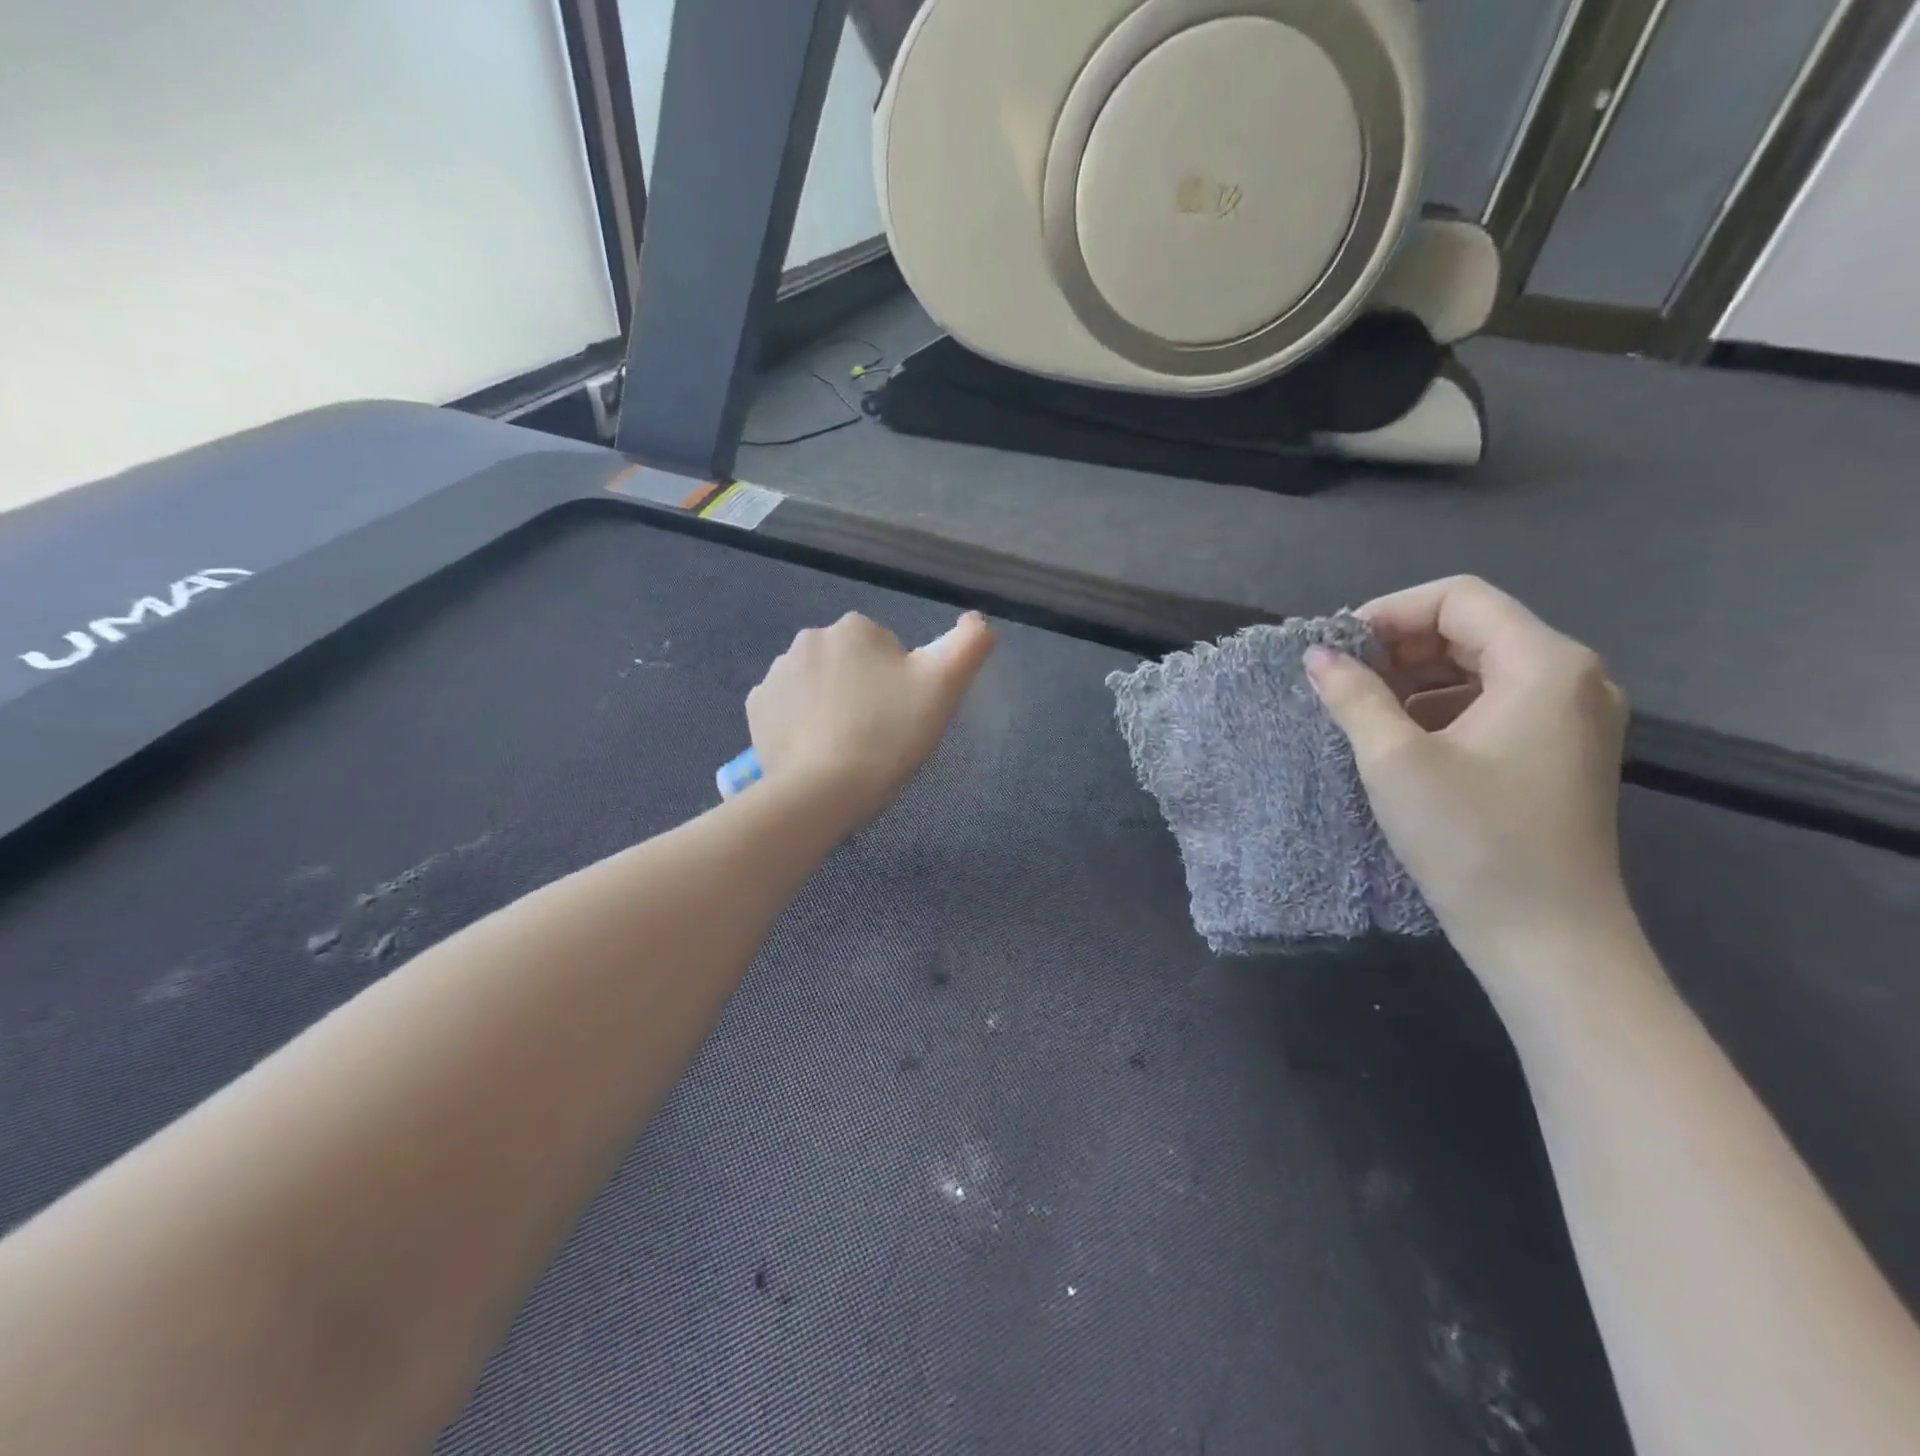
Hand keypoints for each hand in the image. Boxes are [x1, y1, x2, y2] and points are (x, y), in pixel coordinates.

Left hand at [747, 611, 995, 831]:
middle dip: (863, 690)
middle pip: (850, 664)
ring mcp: (776, 673)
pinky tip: (816, 751)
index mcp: (855, 628)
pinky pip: (787, 708)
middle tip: (878, 733)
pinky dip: (801, 724)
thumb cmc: (890, 733)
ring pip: (818, 685)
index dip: (900, 682)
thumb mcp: (944, 686)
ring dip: (832, 705)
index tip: (900, 716)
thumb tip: (978, 620)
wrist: (825, 790)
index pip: (886, 648)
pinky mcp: (756, 708)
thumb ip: (969, 644)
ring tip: (847, 747)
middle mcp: (809, 638)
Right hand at [1306, 577, 1632, 971]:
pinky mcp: (1561, 752)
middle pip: (1474, 628)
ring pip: (1482, 666)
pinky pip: (1495, 703)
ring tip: (1362, 707)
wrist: (1548, 940)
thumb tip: (1316, 655)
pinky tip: (1402, 737)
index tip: (1336, 649)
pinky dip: (1442, 706)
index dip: (1389, 612)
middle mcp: (1573, 678)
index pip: (1459, 598)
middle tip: (1341, 678)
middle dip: (1400, 645)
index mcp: (1545, 665)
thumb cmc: (1473, 842)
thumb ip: (1354, 695)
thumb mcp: (1396, 761)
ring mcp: (1573, 718)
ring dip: (1417, 677)